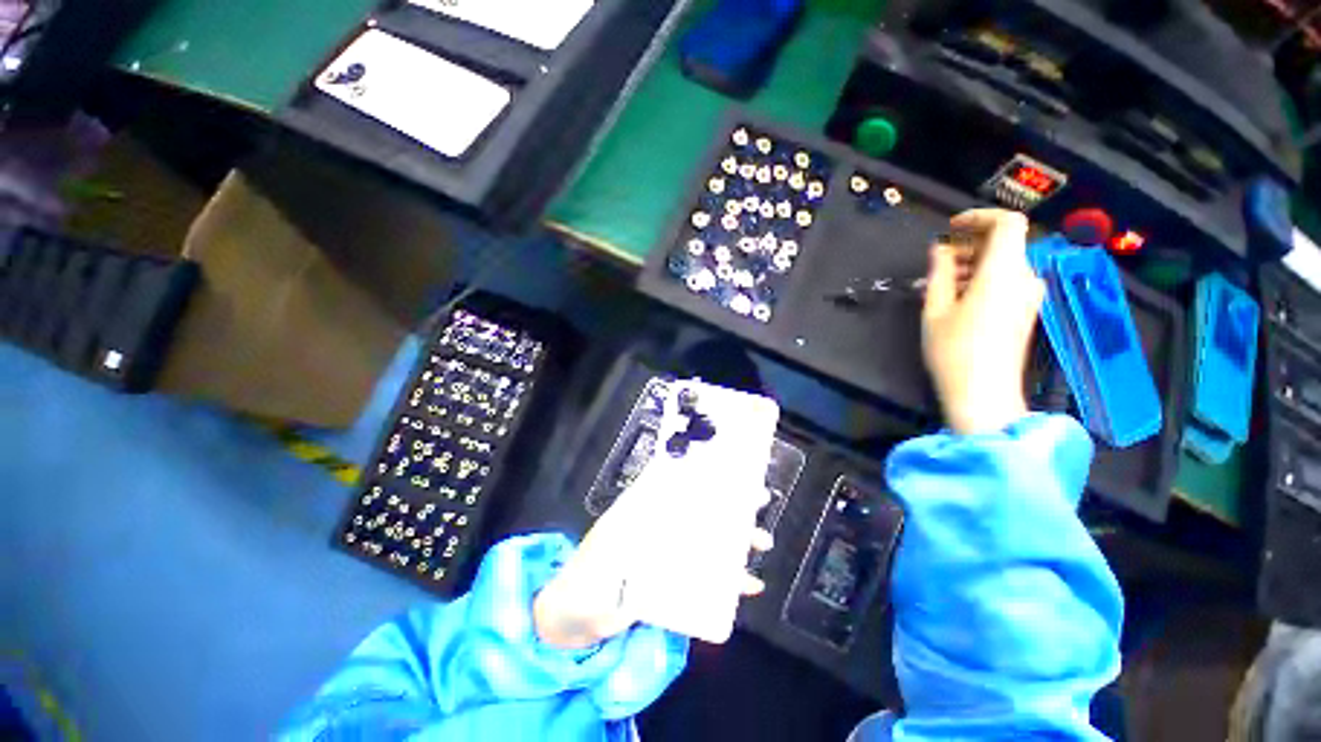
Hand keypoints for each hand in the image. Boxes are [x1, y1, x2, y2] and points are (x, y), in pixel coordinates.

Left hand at [534, 498, 773, 649]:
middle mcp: (656, 527)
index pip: (673, 484)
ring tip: (762, 543)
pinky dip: (727, 578)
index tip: (727, 469)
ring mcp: (665, 554)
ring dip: (735, 540)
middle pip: (696, 509)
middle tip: (759, 501)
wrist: (569, 624)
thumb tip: (657, 544)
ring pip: (705, 539)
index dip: (700, 475)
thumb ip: (624, 556)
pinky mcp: (672, 580)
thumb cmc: (580, 589)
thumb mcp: (600, 568)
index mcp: (639, 514)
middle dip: (727, 504)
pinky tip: (748, 584)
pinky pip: (705, 575)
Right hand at [921, 209, 1043, 434]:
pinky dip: (983, 279)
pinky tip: (957, 297)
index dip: (980, 217)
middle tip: (937, 261)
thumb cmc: (953, 350)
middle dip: (971, 244)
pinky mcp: (1025, 311)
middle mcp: (1025, 278)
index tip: (951, 228)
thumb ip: (940, 272)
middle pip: (1006, 243)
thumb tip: (941, 248)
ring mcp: (1029, 296)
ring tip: (940, 282)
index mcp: (1004, 272)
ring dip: (974, 263)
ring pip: (1005, 263)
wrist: (984, 394)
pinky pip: (1007, 281)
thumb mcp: (936, 309)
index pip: (1008, 223)